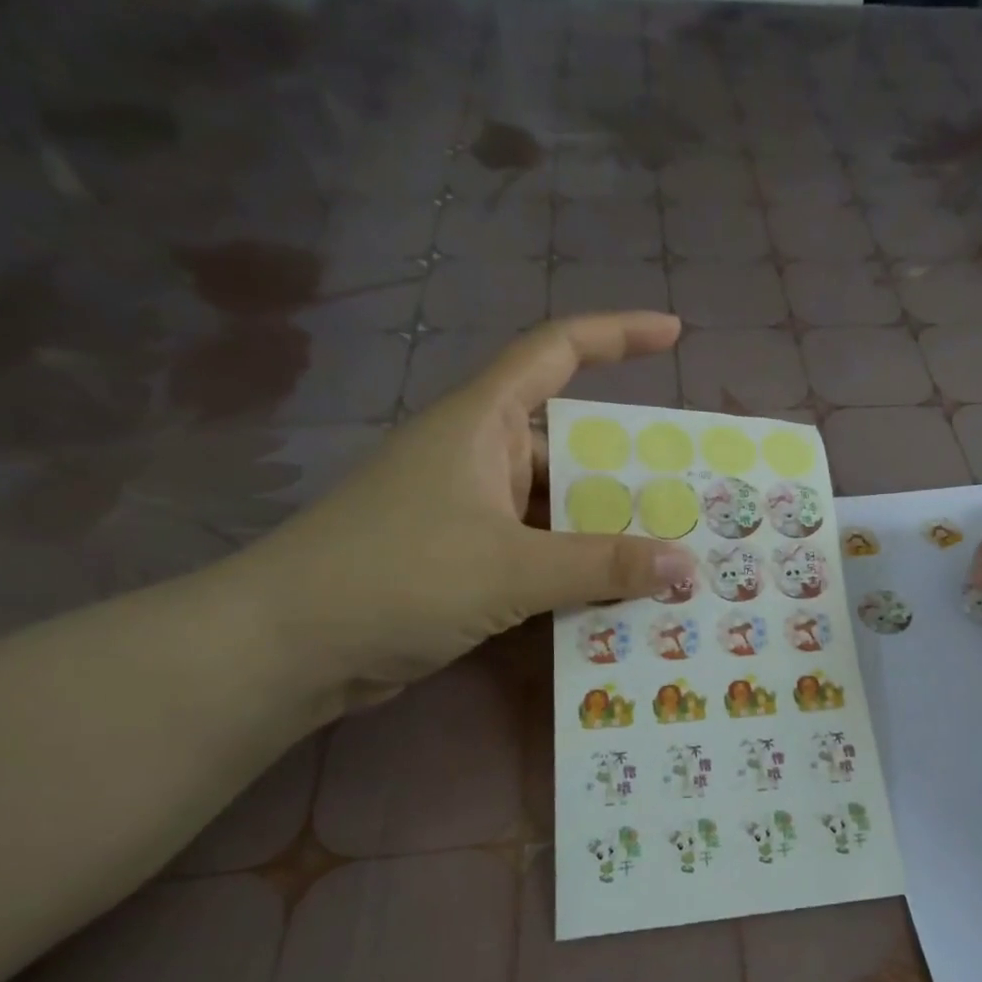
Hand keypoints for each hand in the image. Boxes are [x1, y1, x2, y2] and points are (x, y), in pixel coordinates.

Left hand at [241, 312, 697, 701]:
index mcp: (482, 424)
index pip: (556, 352)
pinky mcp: (463, 561)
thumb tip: (688, 565)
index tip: (674, 334)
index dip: (617, 335)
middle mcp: (478, 458)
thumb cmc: (398, 578)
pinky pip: (538, 553)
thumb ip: (603, 565)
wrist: (289, 647)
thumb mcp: (512, 567)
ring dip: (605, 534)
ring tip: (669, 560)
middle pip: (569, 447)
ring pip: (556, 509)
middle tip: (691, 500)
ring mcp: (469, 512)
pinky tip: (615, 600)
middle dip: (628, 473)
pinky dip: (574, 571)